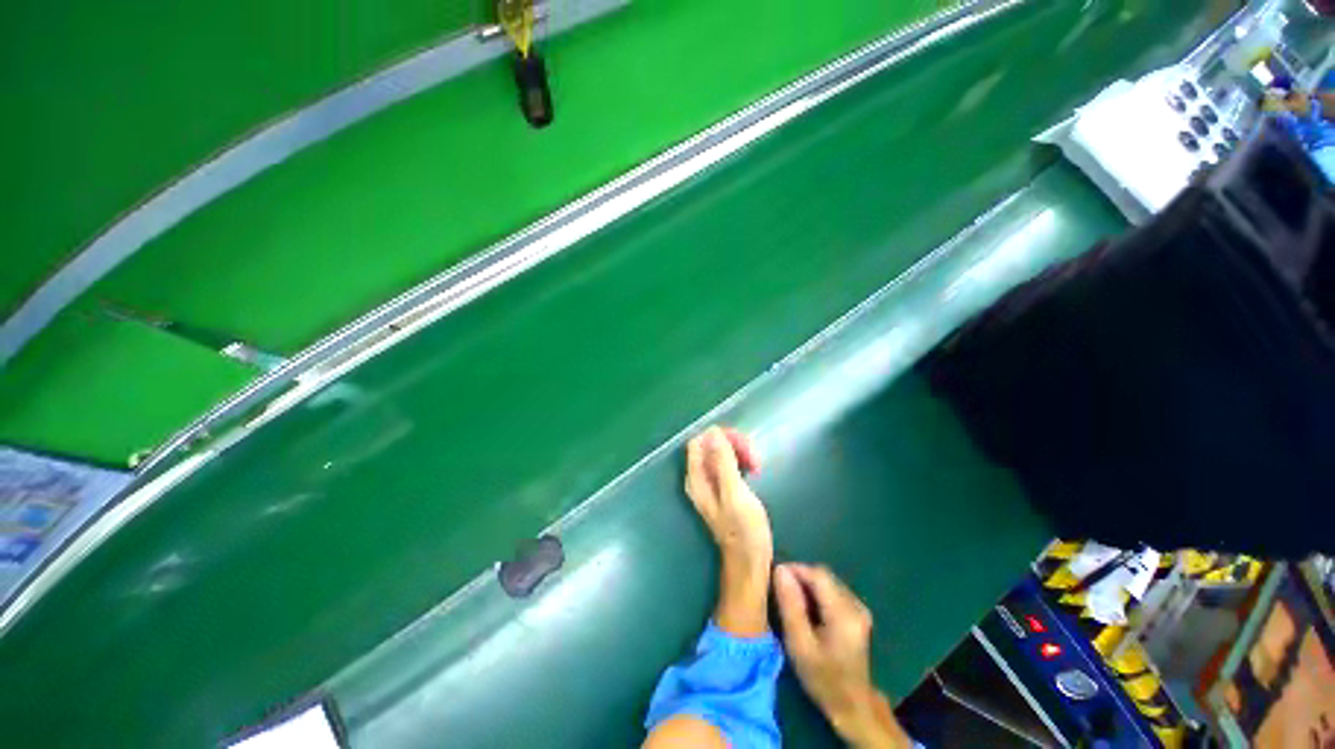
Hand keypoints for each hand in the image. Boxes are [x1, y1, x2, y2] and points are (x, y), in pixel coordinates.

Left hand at [684, 426, 768, 568]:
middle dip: (734, 445)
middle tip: (754, 458)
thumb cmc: (743, 529)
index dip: (720, 437)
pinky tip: (754, 470)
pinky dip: (741, 461)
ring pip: (721, 451)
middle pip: (711, 444)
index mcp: (696, 477)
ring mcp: (710, 480)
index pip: (700, 441)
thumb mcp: (734, 493)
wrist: (750, 560)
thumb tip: (713, 432)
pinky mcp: (722, 485)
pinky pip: (728, 462)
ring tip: (757, 465)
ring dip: (740, 452)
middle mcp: (699, 476)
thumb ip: (722, 462)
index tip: (742, 446)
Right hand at [774, 564, 911, 748]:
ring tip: (791, 602)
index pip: (817, 574)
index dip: (795, 569)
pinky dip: (816, 594)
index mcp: (844, 613)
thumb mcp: (799, 644)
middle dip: (800, 578)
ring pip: (827, 582)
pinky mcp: (857, 613)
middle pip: (823, 576)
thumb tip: (780, 570)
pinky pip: (832, 592)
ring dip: (807, 586)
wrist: (852, 706)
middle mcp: (856, 605)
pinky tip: (807, 611)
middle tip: (781, 593)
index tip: (775, 578)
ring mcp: (859, 609)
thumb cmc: (823, 678)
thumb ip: (790, 605)